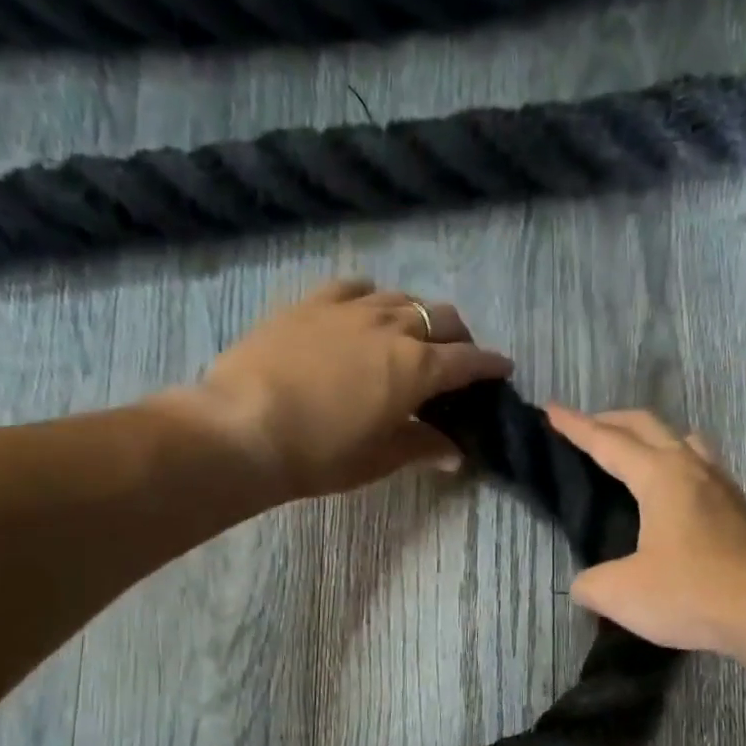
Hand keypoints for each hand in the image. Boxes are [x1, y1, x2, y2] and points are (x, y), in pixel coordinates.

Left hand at [149, 278, 511, 507]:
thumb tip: (454, 451)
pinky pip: (354, 287)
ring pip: (401, 298)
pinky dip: (372, 297)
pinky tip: (366, 309)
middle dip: (459, 336)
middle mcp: (392, 327)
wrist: (243, 428)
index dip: (490, 365)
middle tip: (457, 358)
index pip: (468, 361)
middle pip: (442, 318)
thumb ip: (422, 447)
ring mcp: (350, 309)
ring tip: (414, 334)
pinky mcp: (311, 303)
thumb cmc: (320, 454)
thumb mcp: (379, 459)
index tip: (503, 368)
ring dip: (419, 315)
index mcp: (416, 369)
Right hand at [545, 405, 745, 653]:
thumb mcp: (622, 594)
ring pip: (683, 441)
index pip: (608, 441)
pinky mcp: (740, 511)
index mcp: (660, 476)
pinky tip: (675, 494)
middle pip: (648, 426)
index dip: (575, 426)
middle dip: (612, 421)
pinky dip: (677, 464)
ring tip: (634, 454)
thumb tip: (584, 584)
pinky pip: (702, 468)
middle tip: (587, 427)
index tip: (550, 409)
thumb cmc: (693, 593)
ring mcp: (722, 487)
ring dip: (653, 438)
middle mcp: (693, 469)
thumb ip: (591, 584)